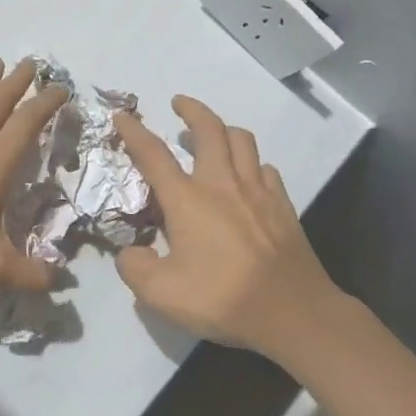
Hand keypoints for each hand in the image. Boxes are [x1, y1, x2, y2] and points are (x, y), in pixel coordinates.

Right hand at [113, 95, 347, 357]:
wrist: (292, 312)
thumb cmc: (222, 298)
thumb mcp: (161, 294)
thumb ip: (135, 268)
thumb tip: (130, 252)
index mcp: (188, 200)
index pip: (154, 155)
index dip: (135, 132)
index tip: (123, 115)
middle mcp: (222, 184)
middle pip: (209, 129)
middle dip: (191, 109)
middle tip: (179, 103)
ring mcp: (258, 191)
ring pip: (242, 141)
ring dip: (224, 129)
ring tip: (214, 135)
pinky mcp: (283, 205)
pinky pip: (266, 168)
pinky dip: (252, 163)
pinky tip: (248, 175)